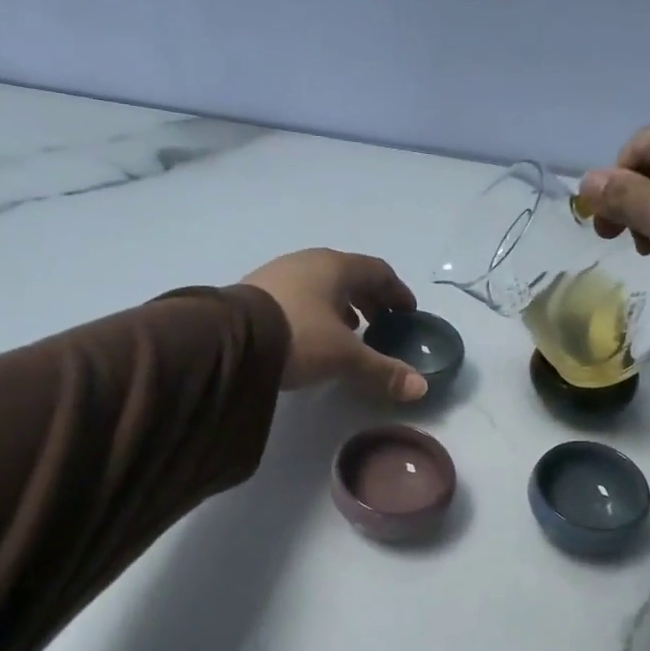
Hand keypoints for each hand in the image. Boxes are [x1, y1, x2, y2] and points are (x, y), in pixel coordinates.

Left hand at [242, 249, 428, 401]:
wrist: (229, 340)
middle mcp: (308, 262)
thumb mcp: (344, 357)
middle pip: (349, 276)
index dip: (397, 292)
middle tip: (382, 322)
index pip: (378, 272)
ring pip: (321, 285)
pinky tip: (312, 335)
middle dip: (369, 299)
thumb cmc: (298, 336)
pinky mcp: (255, 292)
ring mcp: (278, 274)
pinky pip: (298, 296)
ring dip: (340, 305)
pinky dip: (315, 311)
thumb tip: (421, 388)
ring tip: (350, 330)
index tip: (407, 312)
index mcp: (336, 267)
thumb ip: (382, 371)